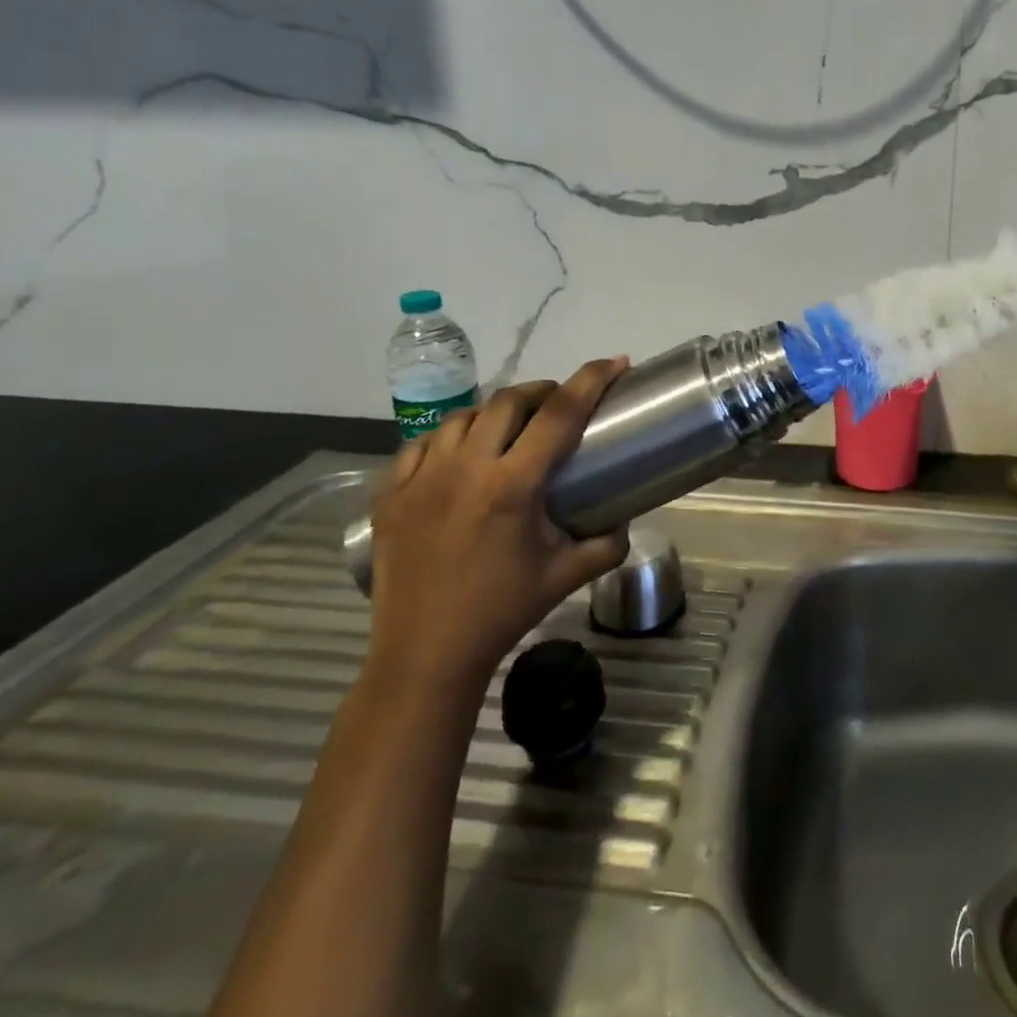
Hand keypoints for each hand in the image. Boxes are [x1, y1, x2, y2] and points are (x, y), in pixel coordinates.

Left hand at [364, 359, 631, 698]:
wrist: (425, 654)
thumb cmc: (502, 611)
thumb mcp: (566, 576)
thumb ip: (607, 543)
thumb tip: (625, 521)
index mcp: (512, 486)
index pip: (560, 414)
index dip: (591, 380)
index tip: (615, 363)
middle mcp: (465, 469)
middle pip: (508, 401)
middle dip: (542, 392)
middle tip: (559, 405)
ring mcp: (421, 478)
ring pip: (463, 417)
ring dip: (495, 414)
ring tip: (510, 431)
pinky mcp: (391, 494)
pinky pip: (422, 444)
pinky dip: (450, 439)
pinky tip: (460, 456)